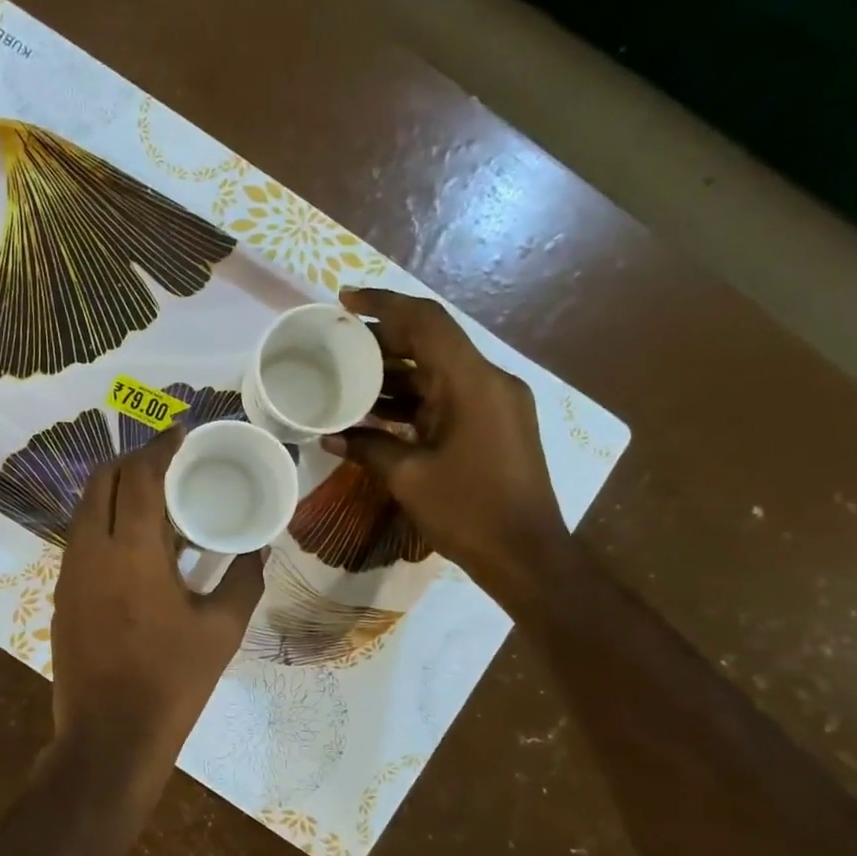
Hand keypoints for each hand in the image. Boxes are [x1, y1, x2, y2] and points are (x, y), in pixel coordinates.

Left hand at [50, 428, 265, 781]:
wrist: (109, 736)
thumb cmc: (172, 681)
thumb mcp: (222, 630)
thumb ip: (243, 578)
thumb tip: (256, 548)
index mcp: (133, 551)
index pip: (140, 476)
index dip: (160, 448)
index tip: (180, 435)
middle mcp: (92, 549)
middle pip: (103, 480)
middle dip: (134, 461)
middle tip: (169, 463)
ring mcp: (70, 571)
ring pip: (86, 507)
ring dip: (116, 490)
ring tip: (155, 498)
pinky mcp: (62, 593)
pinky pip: (81, 536)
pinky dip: (105, 520)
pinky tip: (134, 541)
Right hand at [328, 287, 571, 611]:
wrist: (526, 556)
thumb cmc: (469, 513)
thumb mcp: (409, 478)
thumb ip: (368, 447)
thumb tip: (330, 434)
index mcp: (473, 383)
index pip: (426, 322)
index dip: (384, 304)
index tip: (345, 299)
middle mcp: (489, 382)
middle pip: (432, 343)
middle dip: (383, 340)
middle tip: (337, 344)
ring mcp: (495, 404)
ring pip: (438, 371)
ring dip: (396, 372)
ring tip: (347, 377)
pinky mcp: (493, 425)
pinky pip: (447, 397)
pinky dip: (413, 399)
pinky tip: (376, 411)